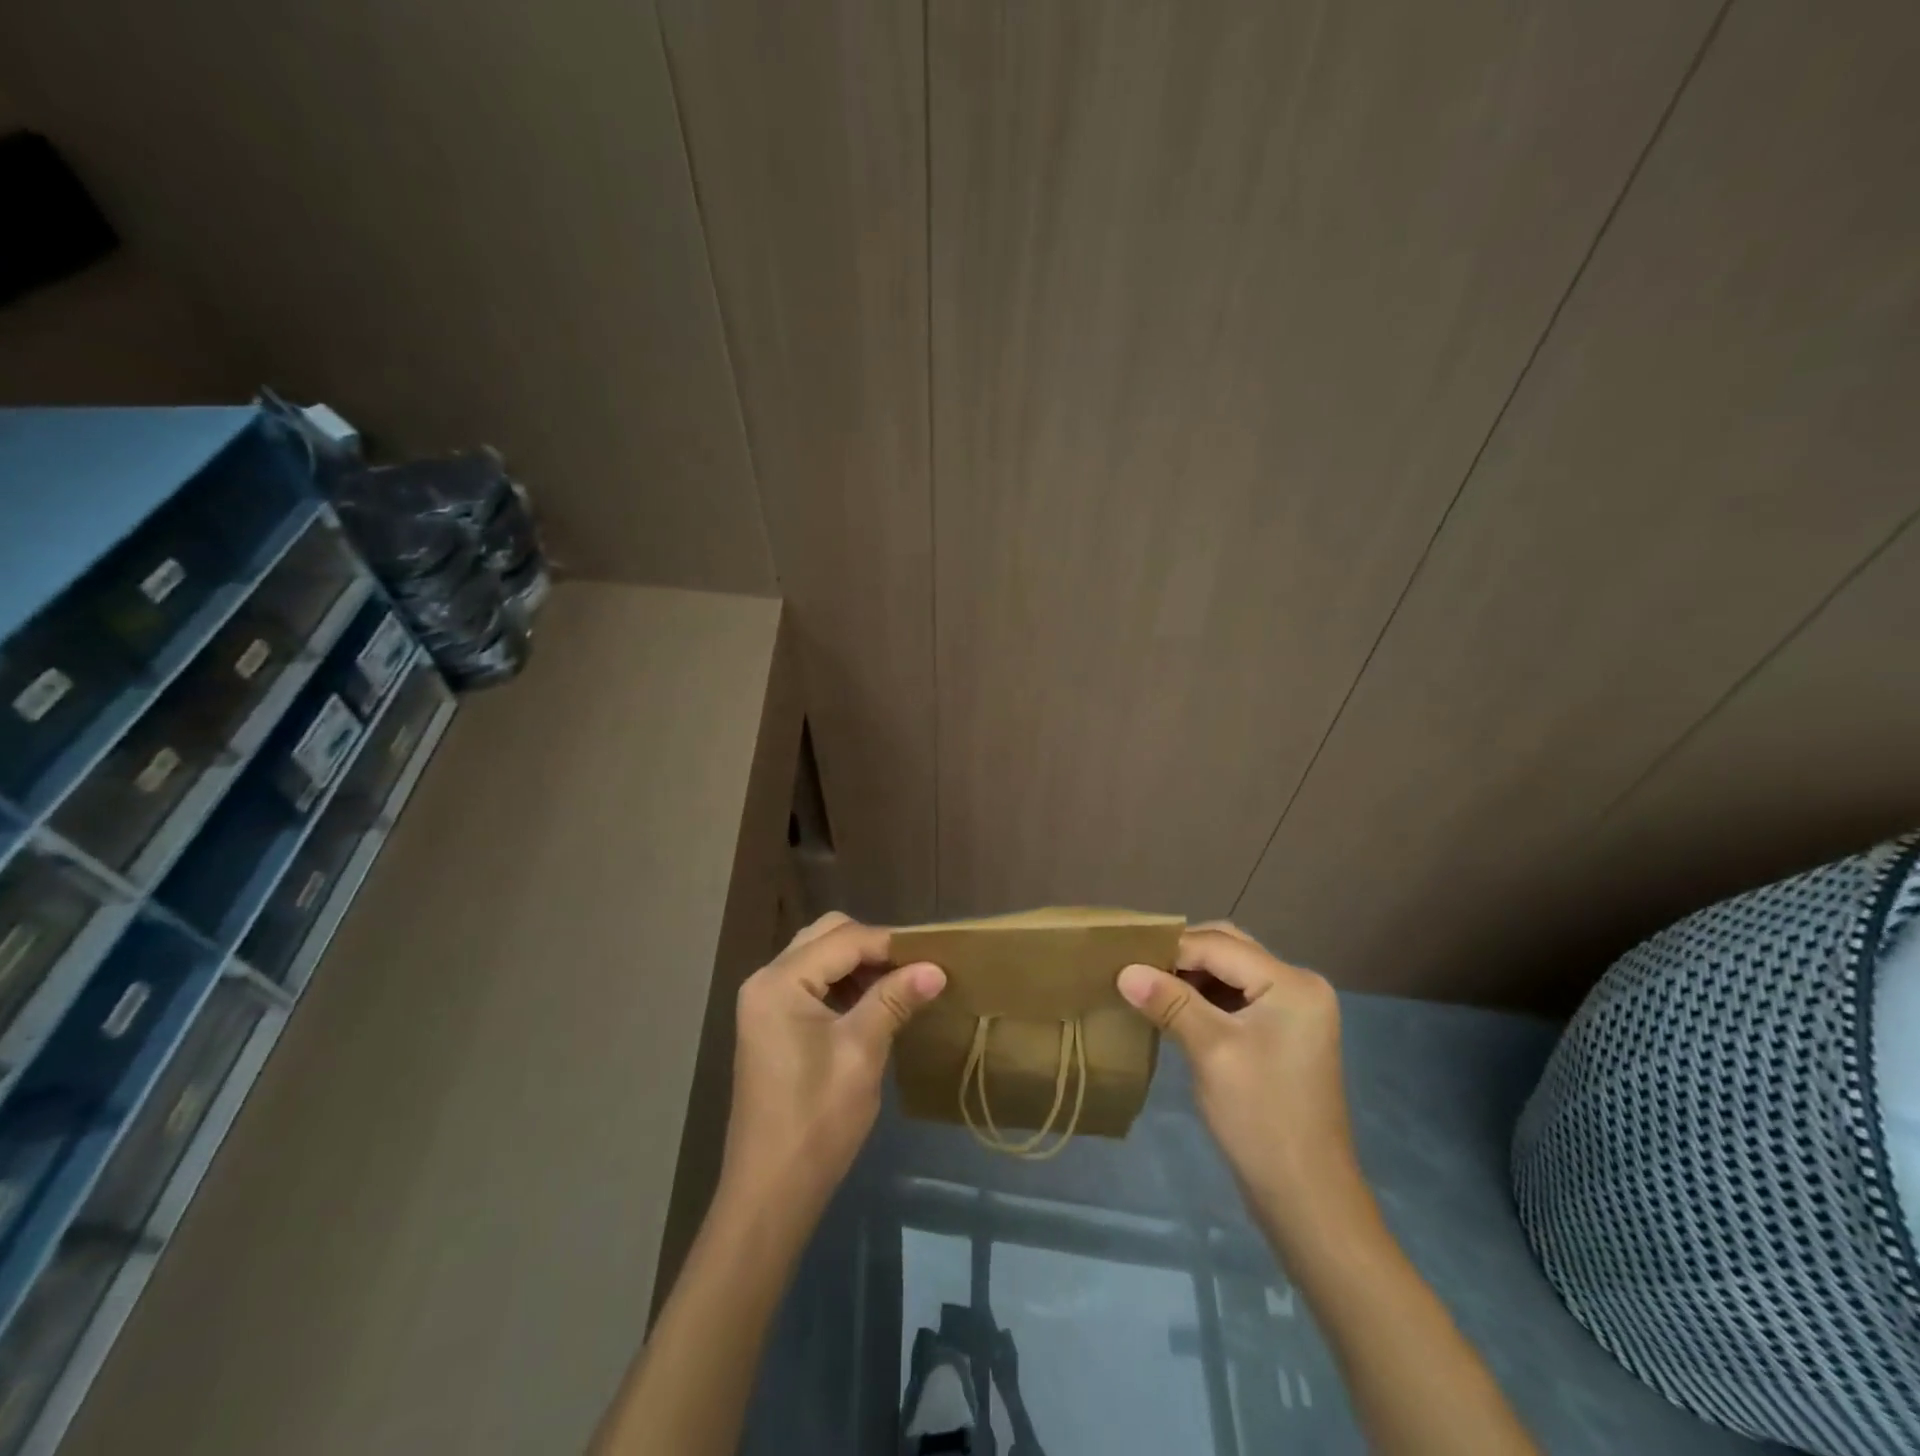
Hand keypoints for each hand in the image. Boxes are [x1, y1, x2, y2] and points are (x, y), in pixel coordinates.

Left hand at [722, 913, 944, 1214]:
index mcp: (779, 981)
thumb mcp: (861, 1052)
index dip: (891, 944)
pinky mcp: (772, 1023)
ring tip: (900, 985)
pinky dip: (844, 984)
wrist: (771, 1191)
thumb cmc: (816, 1119)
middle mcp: (766, 980)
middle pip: (827, 936)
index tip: (934, 955)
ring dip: (859, 964)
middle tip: (914, 969)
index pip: (844, 939)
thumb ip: (895, 1000)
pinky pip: (812, 982)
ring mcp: (765, 1002)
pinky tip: (873, 1004)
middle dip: (873, 946)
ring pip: (820, 956)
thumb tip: (936, 968)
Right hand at [1118, 922, 1358, 1237]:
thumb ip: (1169, 1002)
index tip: (1124, 957)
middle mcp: (1298, 986)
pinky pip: (1237, 997)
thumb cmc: (1260, 1118)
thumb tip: (1124, 970)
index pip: (1220, 946)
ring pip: (1230, 971)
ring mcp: (1293, 1010)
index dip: (1170, 949)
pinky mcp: (1282, 1033)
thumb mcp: (1211, 1051)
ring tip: (1148, 987)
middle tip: (1136, 968)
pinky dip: (1204, 997)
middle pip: (1229, 949)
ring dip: (1190, 975)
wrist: (1305, 1197)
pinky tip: (1173, 1009)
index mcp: (1292, 984)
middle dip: (1181, 956)